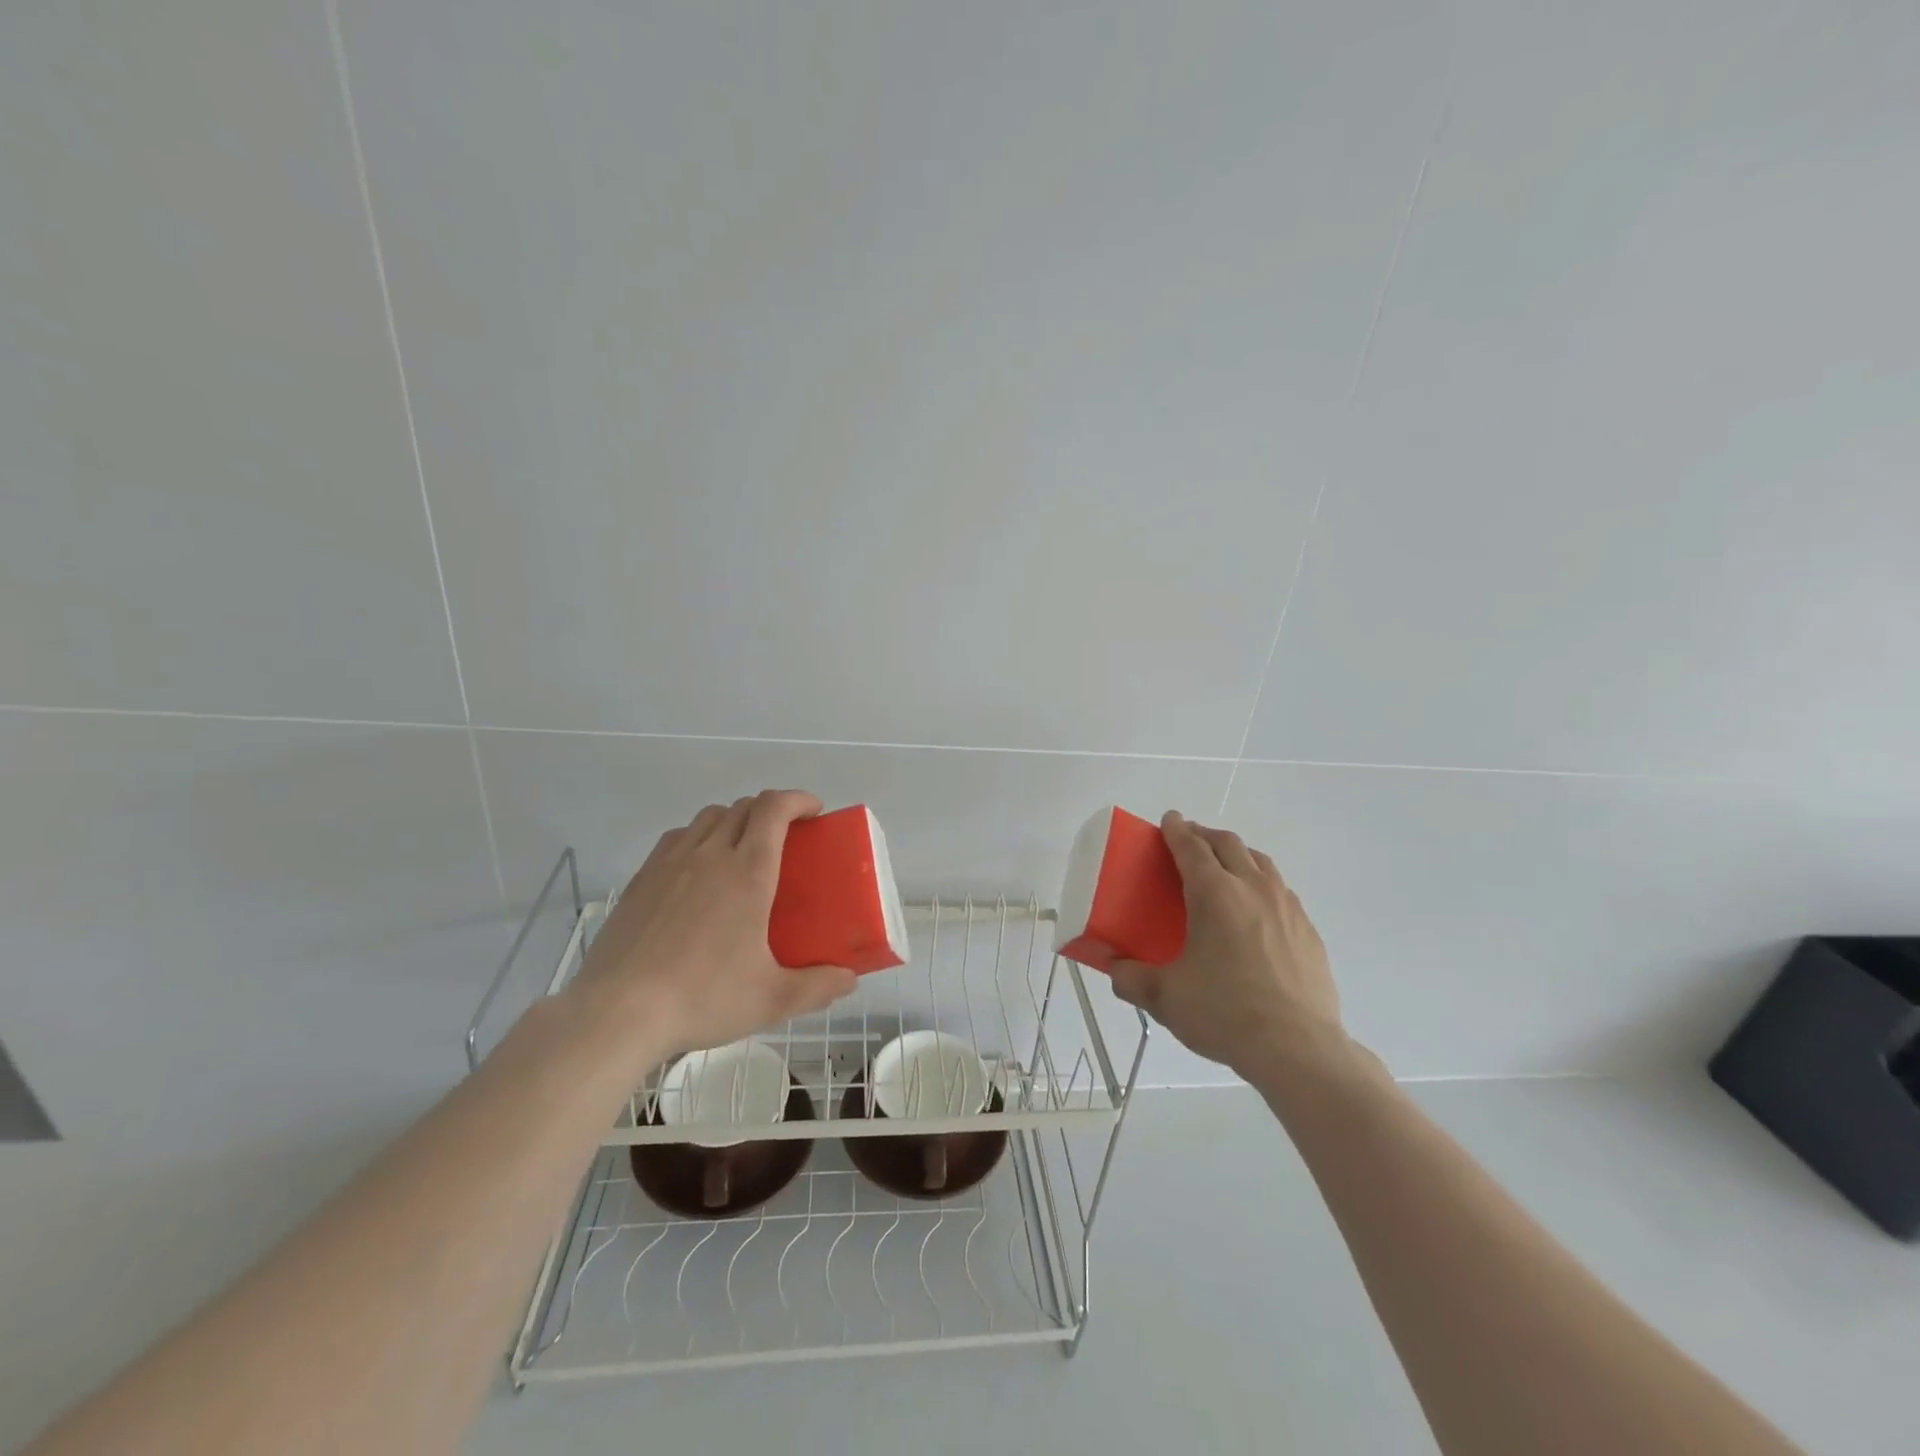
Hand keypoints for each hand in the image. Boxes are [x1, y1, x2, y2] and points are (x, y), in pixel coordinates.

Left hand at [570, 790, 856, 1058]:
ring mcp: (670, 863)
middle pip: (743, 807)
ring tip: (743, 847)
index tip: (815, 811)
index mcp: (748, 872)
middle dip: (771, 809)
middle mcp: (710, 855)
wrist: (619, 1011)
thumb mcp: (772, 999)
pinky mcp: (641, 879)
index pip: (774, 809)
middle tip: (787, 835)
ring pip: (708, 817)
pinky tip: (698, 869)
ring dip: (734, 819)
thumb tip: (849, 980)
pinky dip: (698, 837)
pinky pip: (677, 838)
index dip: (798, 799)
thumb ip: (818, 987)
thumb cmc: (704, 997)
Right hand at [1108, 811, 1347, 1080]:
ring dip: (1237, 855)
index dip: (1176, 830)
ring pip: (1260, 862)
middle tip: (1189, 841)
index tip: (1169, 820)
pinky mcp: (1308, 931)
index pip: (1191, 847)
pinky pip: (1281, 892)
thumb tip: (1113, 968)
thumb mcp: (1165, 997)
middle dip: (1205, 836)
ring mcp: (1287, 907)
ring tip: (1224, 868)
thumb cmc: (1225, 1013)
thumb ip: (1131, 978)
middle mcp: (1253, 889)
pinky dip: (1261, 885)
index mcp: (1214, 894)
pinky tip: (1256, 911)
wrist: (1298, 1048)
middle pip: (1228, 844)